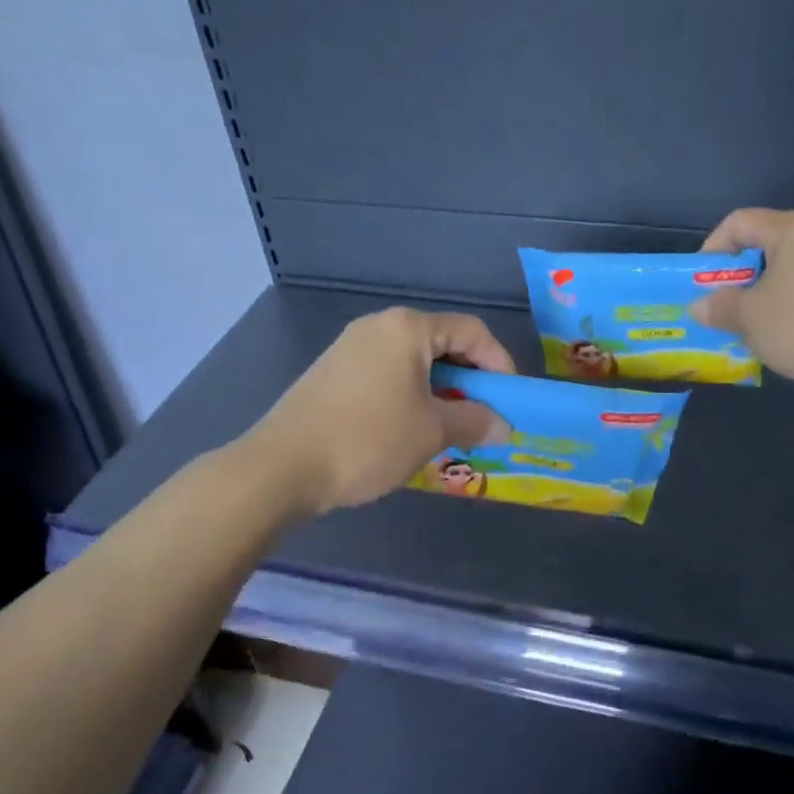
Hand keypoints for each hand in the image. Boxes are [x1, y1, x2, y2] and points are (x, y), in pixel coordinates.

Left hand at [246, 308, 515, 514]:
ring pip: (412, 363)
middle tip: (483, 416)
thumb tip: (502, 426)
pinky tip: (410, 430)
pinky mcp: (332, 374)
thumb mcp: (431, 432)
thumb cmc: (368, 439)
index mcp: (407, 328)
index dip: (499, 362)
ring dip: (440, 391)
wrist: (283, 466)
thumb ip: (474, 422)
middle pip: (441, 343)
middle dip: (469, 380)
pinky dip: (410, 396)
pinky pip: (386, 375)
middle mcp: (378, 327)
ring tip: (450, 428)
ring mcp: (350, 349)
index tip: (510, 399)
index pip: (471, 331)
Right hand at [691, 208, 793, 394]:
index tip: (701, 284)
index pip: (738, 222)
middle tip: (721, 305)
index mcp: (792, 228)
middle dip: (736, 274)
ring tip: (747, 323)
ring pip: (787, 267)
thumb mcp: (749, 318)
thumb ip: (719, 307)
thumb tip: (700, 306)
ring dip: (761, 291)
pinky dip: (788, 302)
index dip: (712, 249)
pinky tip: (781, 331)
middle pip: (764, 243)